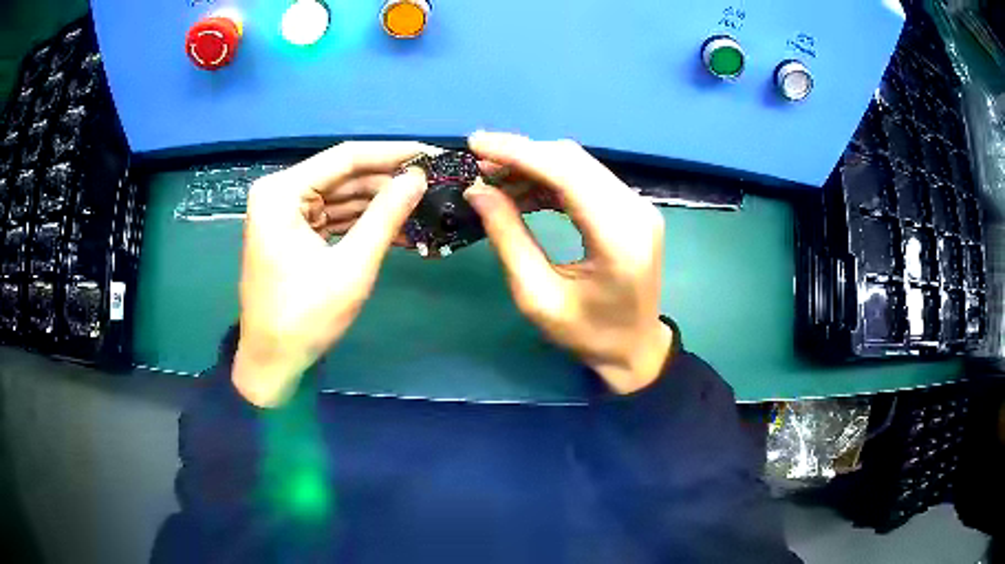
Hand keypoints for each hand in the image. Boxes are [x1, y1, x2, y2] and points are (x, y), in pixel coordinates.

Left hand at [233, 142, 432, 406]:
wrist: (272, 361)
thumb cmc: (305, 317)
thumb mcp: (351, 266)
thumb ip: (386, 216)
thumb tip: (418, 178)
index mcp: (281, 192)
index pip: (345, 158)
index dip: (391, 154)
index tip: (431, 154)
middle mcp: (279, 193)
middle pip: (343, 177)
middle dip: (387, 183)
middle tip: (433, 184)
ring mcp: (284, 213)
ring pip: (340, 197)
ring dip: (379, 205)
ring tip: (423, 206)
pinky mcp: (292, 232)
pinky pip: (333, 217)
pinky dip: (361, 223)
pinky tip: (397, 228)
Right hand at [465, 132, 672, 393]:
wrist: (635, 348)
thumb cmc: (588, 335)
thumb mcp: (538, 297)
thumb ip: (509, 239)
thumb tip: (478, 192)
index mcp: (618, 238)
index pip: (567, 173)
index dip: (518, 152)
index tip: (476, 144)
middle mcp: (635, 211)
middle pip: (573, 160)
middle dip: (522, 155)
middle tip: (480, 165)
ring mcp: (638, 207)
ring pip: (579, 165)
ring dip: (535, 166)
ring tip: (495, 181)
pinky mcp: (632, 209)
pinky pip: (587, 180)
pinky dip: (552, 180)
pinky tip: (524, 192)